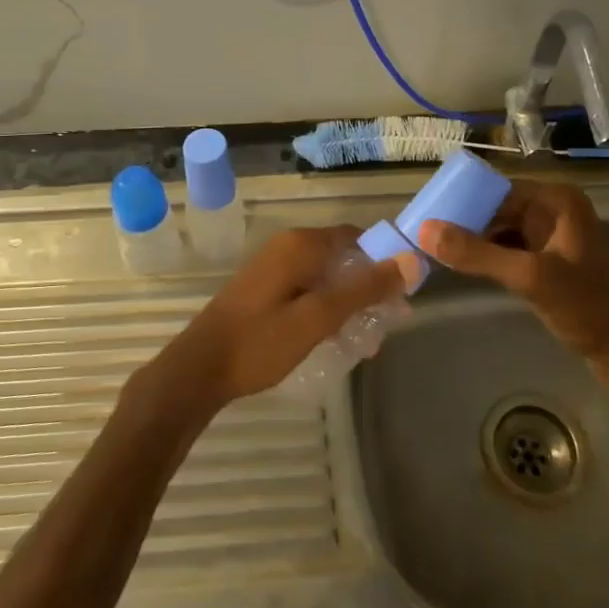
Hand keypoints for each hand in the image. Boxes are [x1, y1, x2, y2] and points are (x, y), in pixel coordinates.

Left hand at [159, 227, 419, 408]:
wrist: (199, 370)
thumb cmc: (260, 342)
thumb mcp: (318, 318)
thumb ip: (363, 289)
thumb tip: (409, 260)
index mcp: (300, 244)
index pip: (357, 237)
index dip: (384, 260)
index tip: (404, 292)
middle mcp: (288, 246)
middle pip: (343, 257)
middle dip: (369, 287)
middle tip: (389, 323)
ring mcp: (274, 267)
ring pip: (326, 276)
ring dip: (350, 301)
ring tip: (368, 339)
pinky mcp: (266, 289)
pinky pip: (309, 288)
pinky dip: (328, 307)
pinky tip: (337, 337)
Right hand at [419, 181, 608, 364]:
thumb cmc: (584, 305)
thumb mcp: (528, 276)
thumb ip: (476, 253)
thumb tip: (424, 230)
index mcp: (556, 200)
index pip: (497, 190)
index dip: (462, 200)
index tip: (426, 214)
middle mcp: (553, 209)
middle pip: (497, 208)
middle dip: (464, 221)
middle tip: (424, 234)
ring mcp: (551, 234)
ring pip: (500, 229)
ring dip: (473, 239)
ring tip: (434, 248)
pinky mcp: (547, 258)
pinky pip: (508, 247)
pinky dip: (486, 255)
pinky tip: (461, 265)